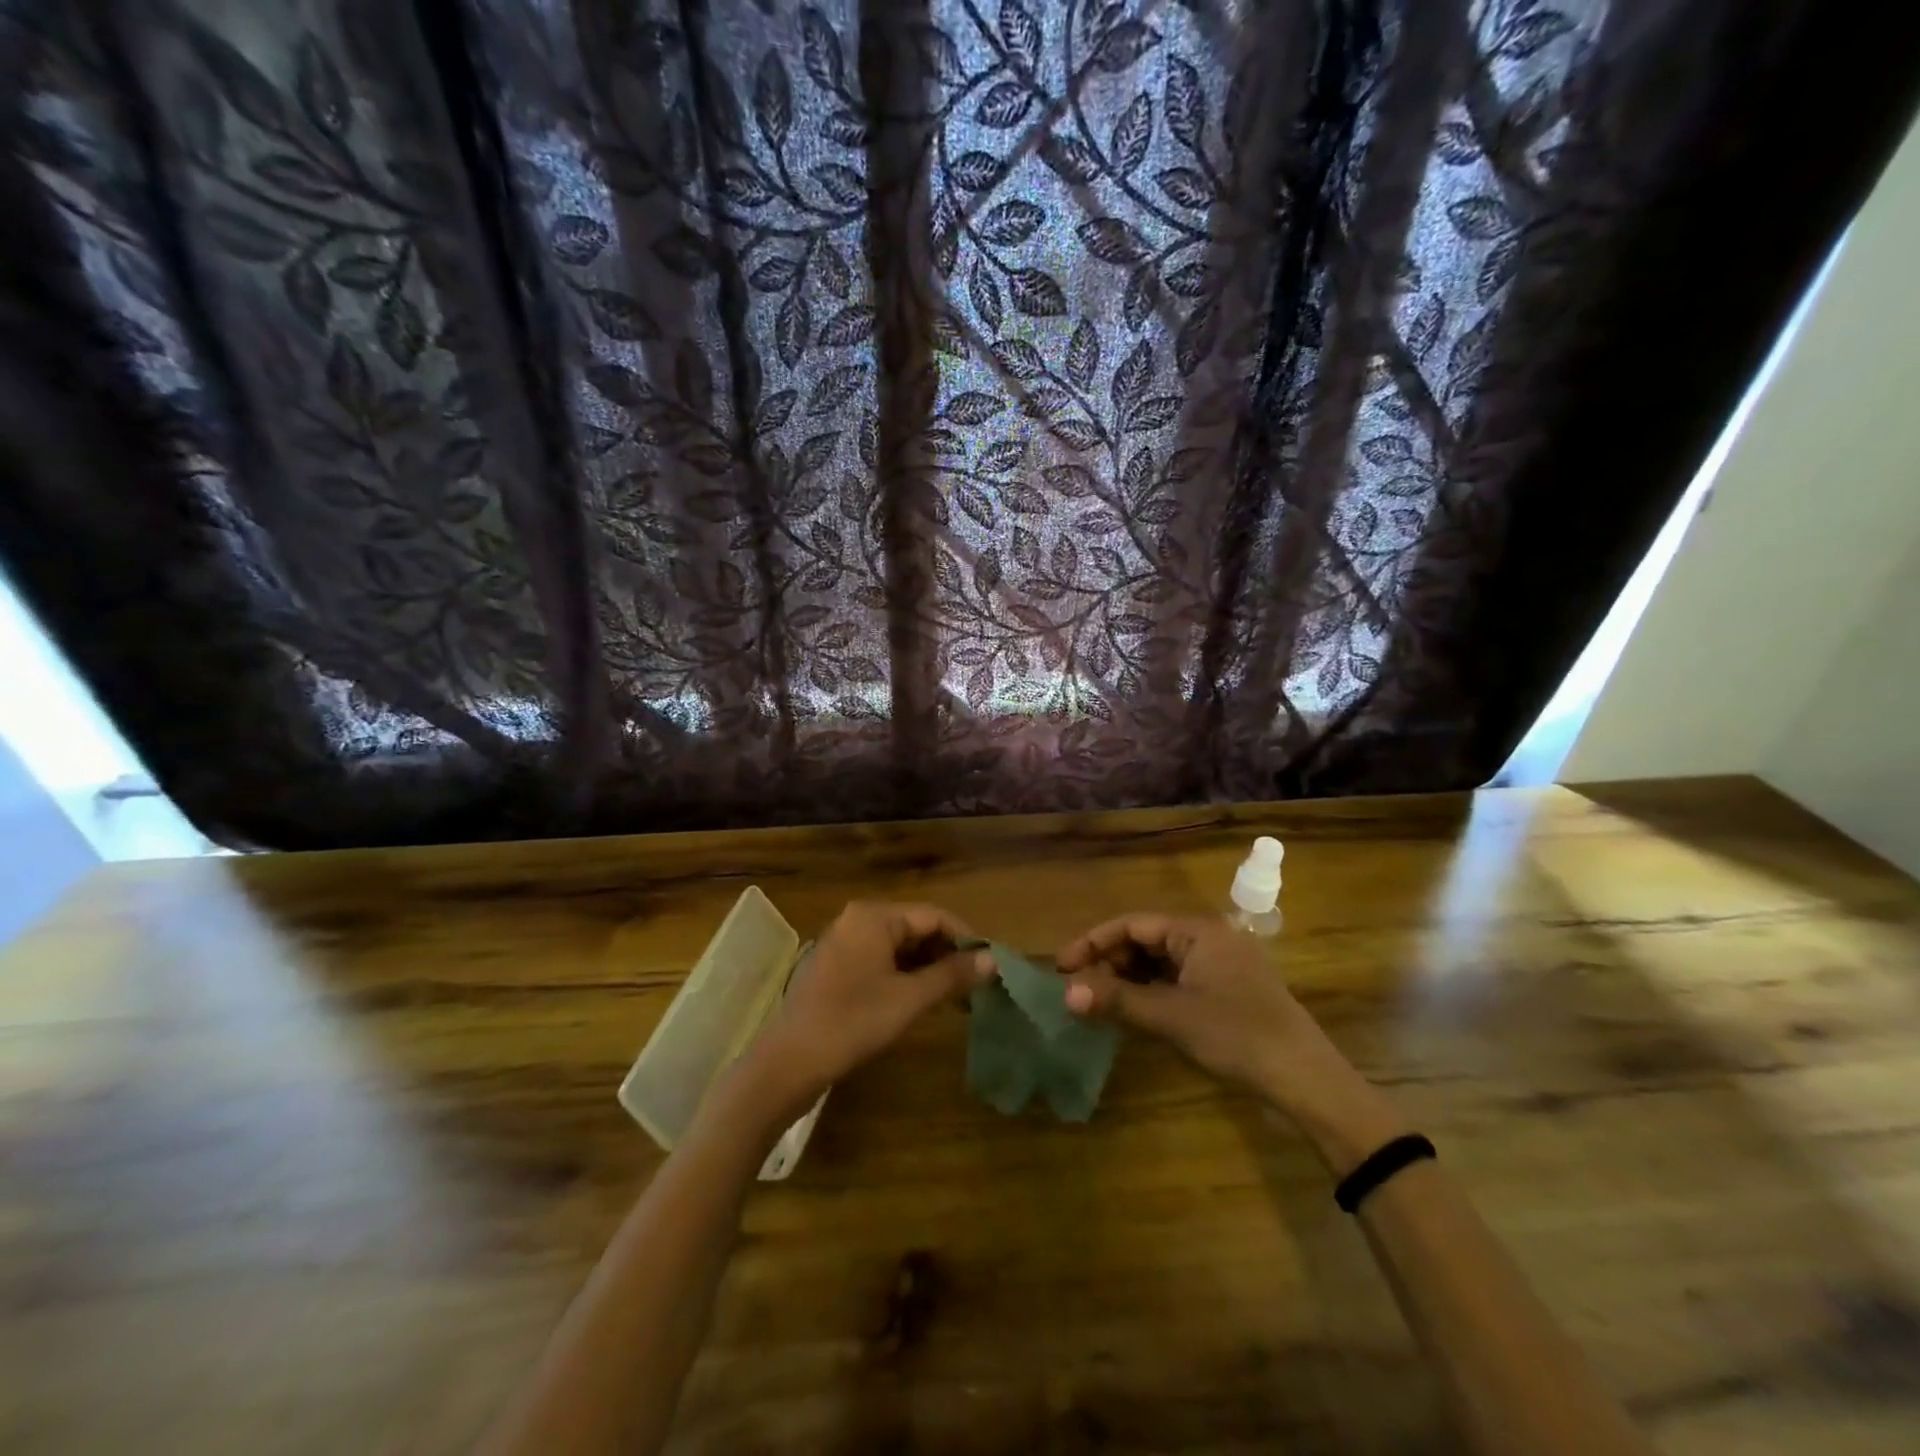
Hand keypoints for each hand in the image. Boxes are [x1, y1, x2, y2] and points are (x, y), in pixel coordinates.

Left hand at [742, 901, 994, 1114]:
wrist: (789, 1061)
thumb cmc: (854, 1022)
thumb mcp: (910, 999)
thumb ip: (952, 975)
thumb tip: (994, 959)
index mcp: (874, 916)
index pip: (934, 915)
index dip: (966, 938)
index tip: (991, 964)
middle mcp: (858, 919)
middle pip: (916, 928)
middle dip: (947, 954)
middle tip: (976, 984)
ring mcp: (844, 942)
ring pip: (899, 946)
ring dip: (928, 967)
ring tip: (955, 995)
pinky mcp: (836, 967)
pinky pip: (880, 960)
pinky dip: (904, 975)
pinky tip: (921, 999)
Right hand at [1055, 916, 1392, 1152]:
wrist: (1305, 1079)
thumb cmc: (1236, 1036)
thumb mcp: (1171, 1017)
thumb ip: (1117, 1001)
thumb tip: (1066, 993)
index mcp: (1197, 930)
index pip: (1132, 924)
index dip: (1093, 942)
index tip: (1061, 965)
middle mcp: (1208, 937)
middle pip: (1145, 940)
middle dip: (1110, 962)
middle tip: (1079, 989)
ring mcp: (1220, 963)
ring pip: (1160, 961)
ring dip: (1128, 978)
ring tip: (1099, 1001)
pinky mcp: (1227, 989)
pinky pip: (1178, 978)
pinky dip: (1151, 991)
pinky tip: (1134, 1010)